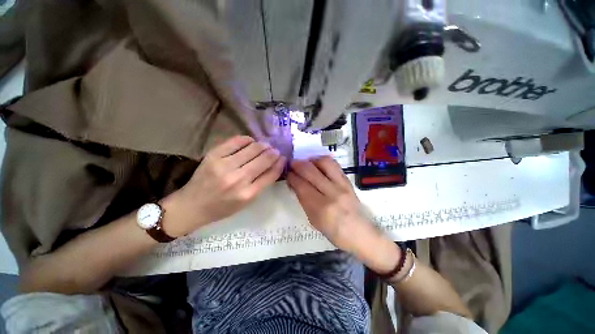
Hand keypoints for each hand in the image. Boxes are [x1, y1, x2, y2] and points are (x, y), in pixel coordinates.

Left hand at [162, 136, 285, 236]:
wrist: (192, 205)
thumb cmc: (222, 207)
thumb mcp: (246, 202)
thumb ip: (262, 184)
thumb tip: (275, 165)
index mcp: (248, 194)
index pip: (271, 174)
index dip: (280, 164)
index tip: (283, 158)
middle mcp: (238, 179)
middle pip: (264, 159)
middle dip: (273, 153)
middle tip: (275, 151)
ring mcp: (224, 165)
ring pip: (252, 148)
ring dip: (263, 145)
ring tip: (265, 146)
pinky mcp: (213, 155)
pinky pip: (236, 141)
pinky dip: (247, 140)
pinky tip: (251, 142)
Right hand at [287, 156, 400, 271]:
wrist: (360, 233)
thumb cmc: (334, 232)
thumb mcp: (313, 220)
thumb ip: (303, 200)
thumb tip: (294, 183)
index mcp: (320, 208)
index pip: (301, 185)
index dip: (291, 176)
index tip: (287, 173)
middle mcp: (332, 193)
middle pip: (310, 171)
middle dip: (297, 164)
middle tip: (292, 165)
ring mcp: (342, 185)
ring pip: (323, 162)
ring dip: (311, 160)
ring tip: (306, 163)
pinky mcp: (348, 180)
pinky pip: (334, 164)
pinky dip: (322, 161)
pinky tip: (317, 164)